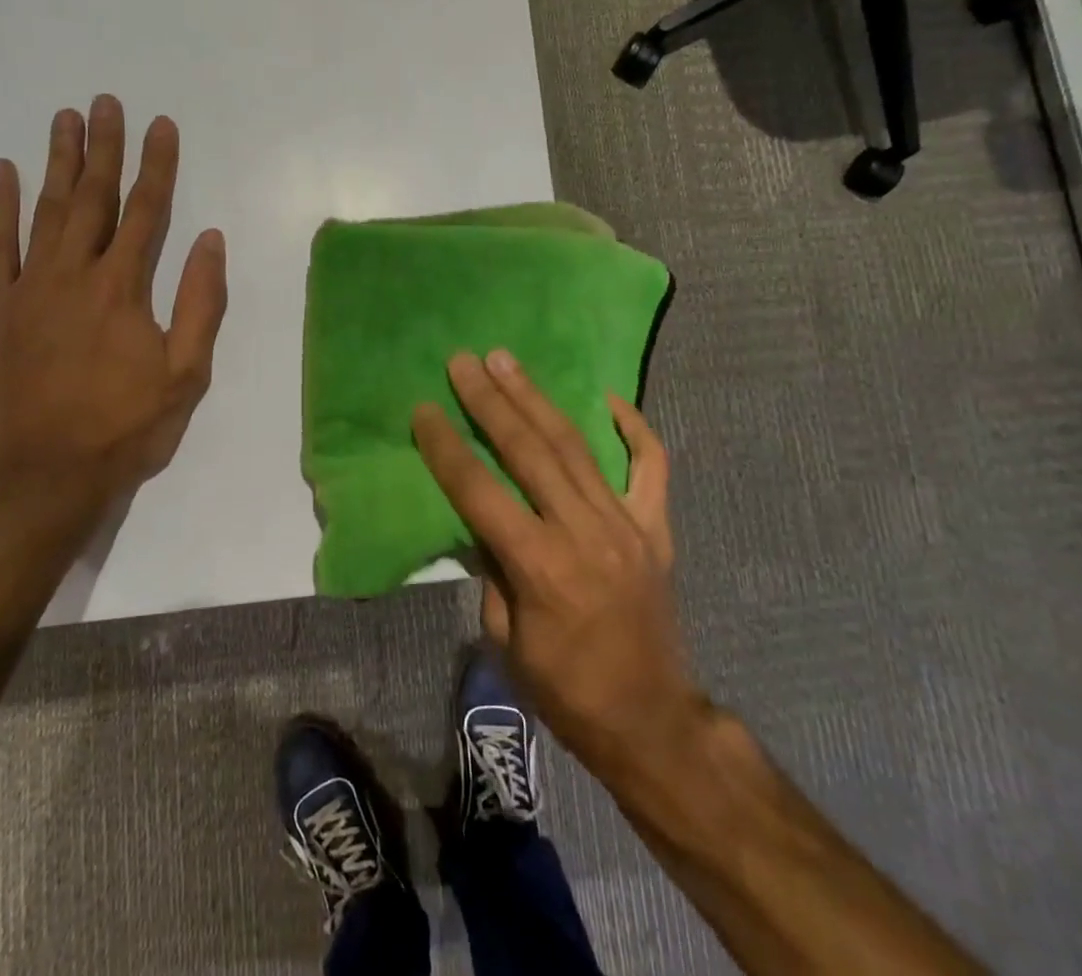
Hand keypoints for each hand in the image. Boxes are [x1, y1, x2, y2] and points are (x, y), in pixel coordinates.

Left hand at [0, 98, 227, 529]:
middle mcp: (75, 274)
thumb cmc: (125, 428)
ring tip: (65, 119)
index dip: (158, 165)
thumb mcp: (186, 373)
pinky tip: (3, 171)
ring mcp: (28, 288)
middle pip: (94, 197)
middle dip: (105, 147)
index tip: (161, 124)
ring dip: (58, 161)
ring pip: (46, 210)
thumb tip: (209, 239)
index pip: (147, 211)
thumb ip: (200, 302)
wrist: (43, 479)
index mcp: (125, 288)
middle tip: (106, 102)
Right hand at [413, 351, 699, 778]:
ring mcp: (627, 524)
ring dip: (537, 399)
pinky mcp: (656, 527)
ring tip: (507, 361)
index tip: (425, 409)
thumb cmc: (565, 690)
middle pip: (529, 451)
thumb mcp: (504, 639)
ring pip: (575, 446)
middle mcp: (584, 532)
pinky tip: (609, 398)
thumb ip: (492, 567)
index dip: (447, 447)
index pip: (480, 491)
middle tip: (465, 362)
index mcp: (541, 567)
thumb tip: (481, 517)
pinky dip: (634, 428)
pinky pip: (651, 466)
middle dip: (490, 401)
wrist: (650, 719)